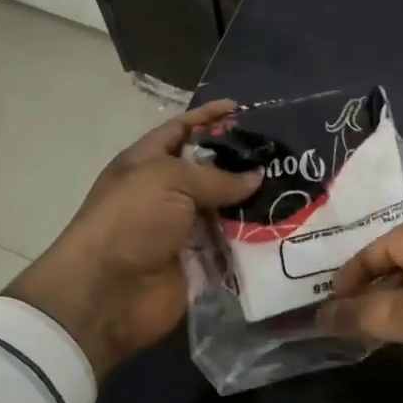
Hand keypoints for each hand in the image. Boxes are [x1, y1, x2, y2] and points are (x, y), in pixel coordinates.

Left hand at [6, 101, 261, 376]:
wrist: (107, 293)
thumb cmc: (131, 221)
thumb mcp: (170, 181)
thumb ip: (217, 177)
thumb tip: (257, 178)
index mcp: (147, 163)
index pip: (180, 130)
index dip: (207, 117)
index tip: (242, 108)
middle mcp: (165, 193)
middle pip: (209, 170)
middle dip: (242, 162)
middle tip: (284, 154)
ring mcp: (182, 229)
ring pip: (225, 209)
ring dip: (254, 202)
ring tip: (294, 188)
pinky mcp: (199, 262)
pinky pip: (232, 245)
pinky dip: (254, 238)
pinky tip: (286, 227)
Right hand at [320, 221, 402, 402]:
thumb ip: (367, 313)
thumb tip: (321, 314)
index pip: (387, 243)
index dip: (354, 269)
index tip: (329, 301)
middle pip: (401, 262)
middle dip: (368, 288)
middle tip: (336, 317)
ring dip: (387, 307)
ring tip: (357, 331)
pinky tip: (394, 341)